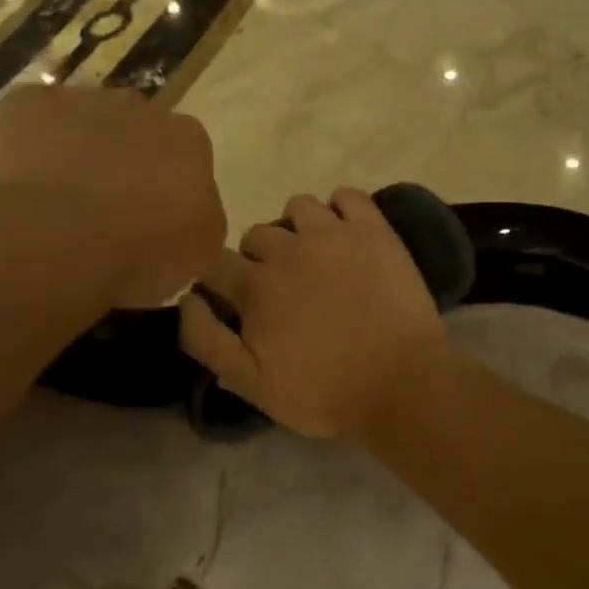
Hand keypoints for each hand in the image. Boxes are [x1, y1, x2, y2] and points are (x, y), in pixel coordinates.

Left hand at [0, 85, 224, 308]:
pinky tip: (14, 185)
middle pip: (136, 131)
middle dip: (123, 163)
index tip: (151, 220)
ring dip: (75, 151)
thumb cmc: (135, 254)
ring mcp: (80, 100)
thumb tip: (190, 216)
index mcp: (189, 141)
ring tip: (53, 204)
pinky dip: (25, 146)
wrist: (47, 241)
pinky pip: (29, 122)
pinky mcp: (26, 101)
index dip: (167, 188)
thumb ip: (201, 223)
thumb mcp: (197, 256)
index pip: (188, 157)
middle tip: (103, 211)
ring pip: (82, 122)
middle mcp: (141, 107)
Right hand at [178, 188, 450, 440]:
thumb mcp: (251, 383)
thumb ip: (207, 340)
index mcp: (255, 285)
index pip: (215, 262)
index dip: (217, 279)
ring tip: (314, 257)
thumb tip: (186, 298)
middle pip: (256, 234)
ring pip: (298, 207)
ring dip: (297, 228)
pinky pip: (347, 196)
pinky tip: (346, 233)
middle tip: (281, 288)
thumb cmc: (325, 392)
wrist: (402, 384)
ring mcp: (334, 233)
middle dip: (258, 258)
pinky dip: (341, 208)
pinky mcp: (373, 230)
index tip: (231, 298)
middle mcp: (289, 248)